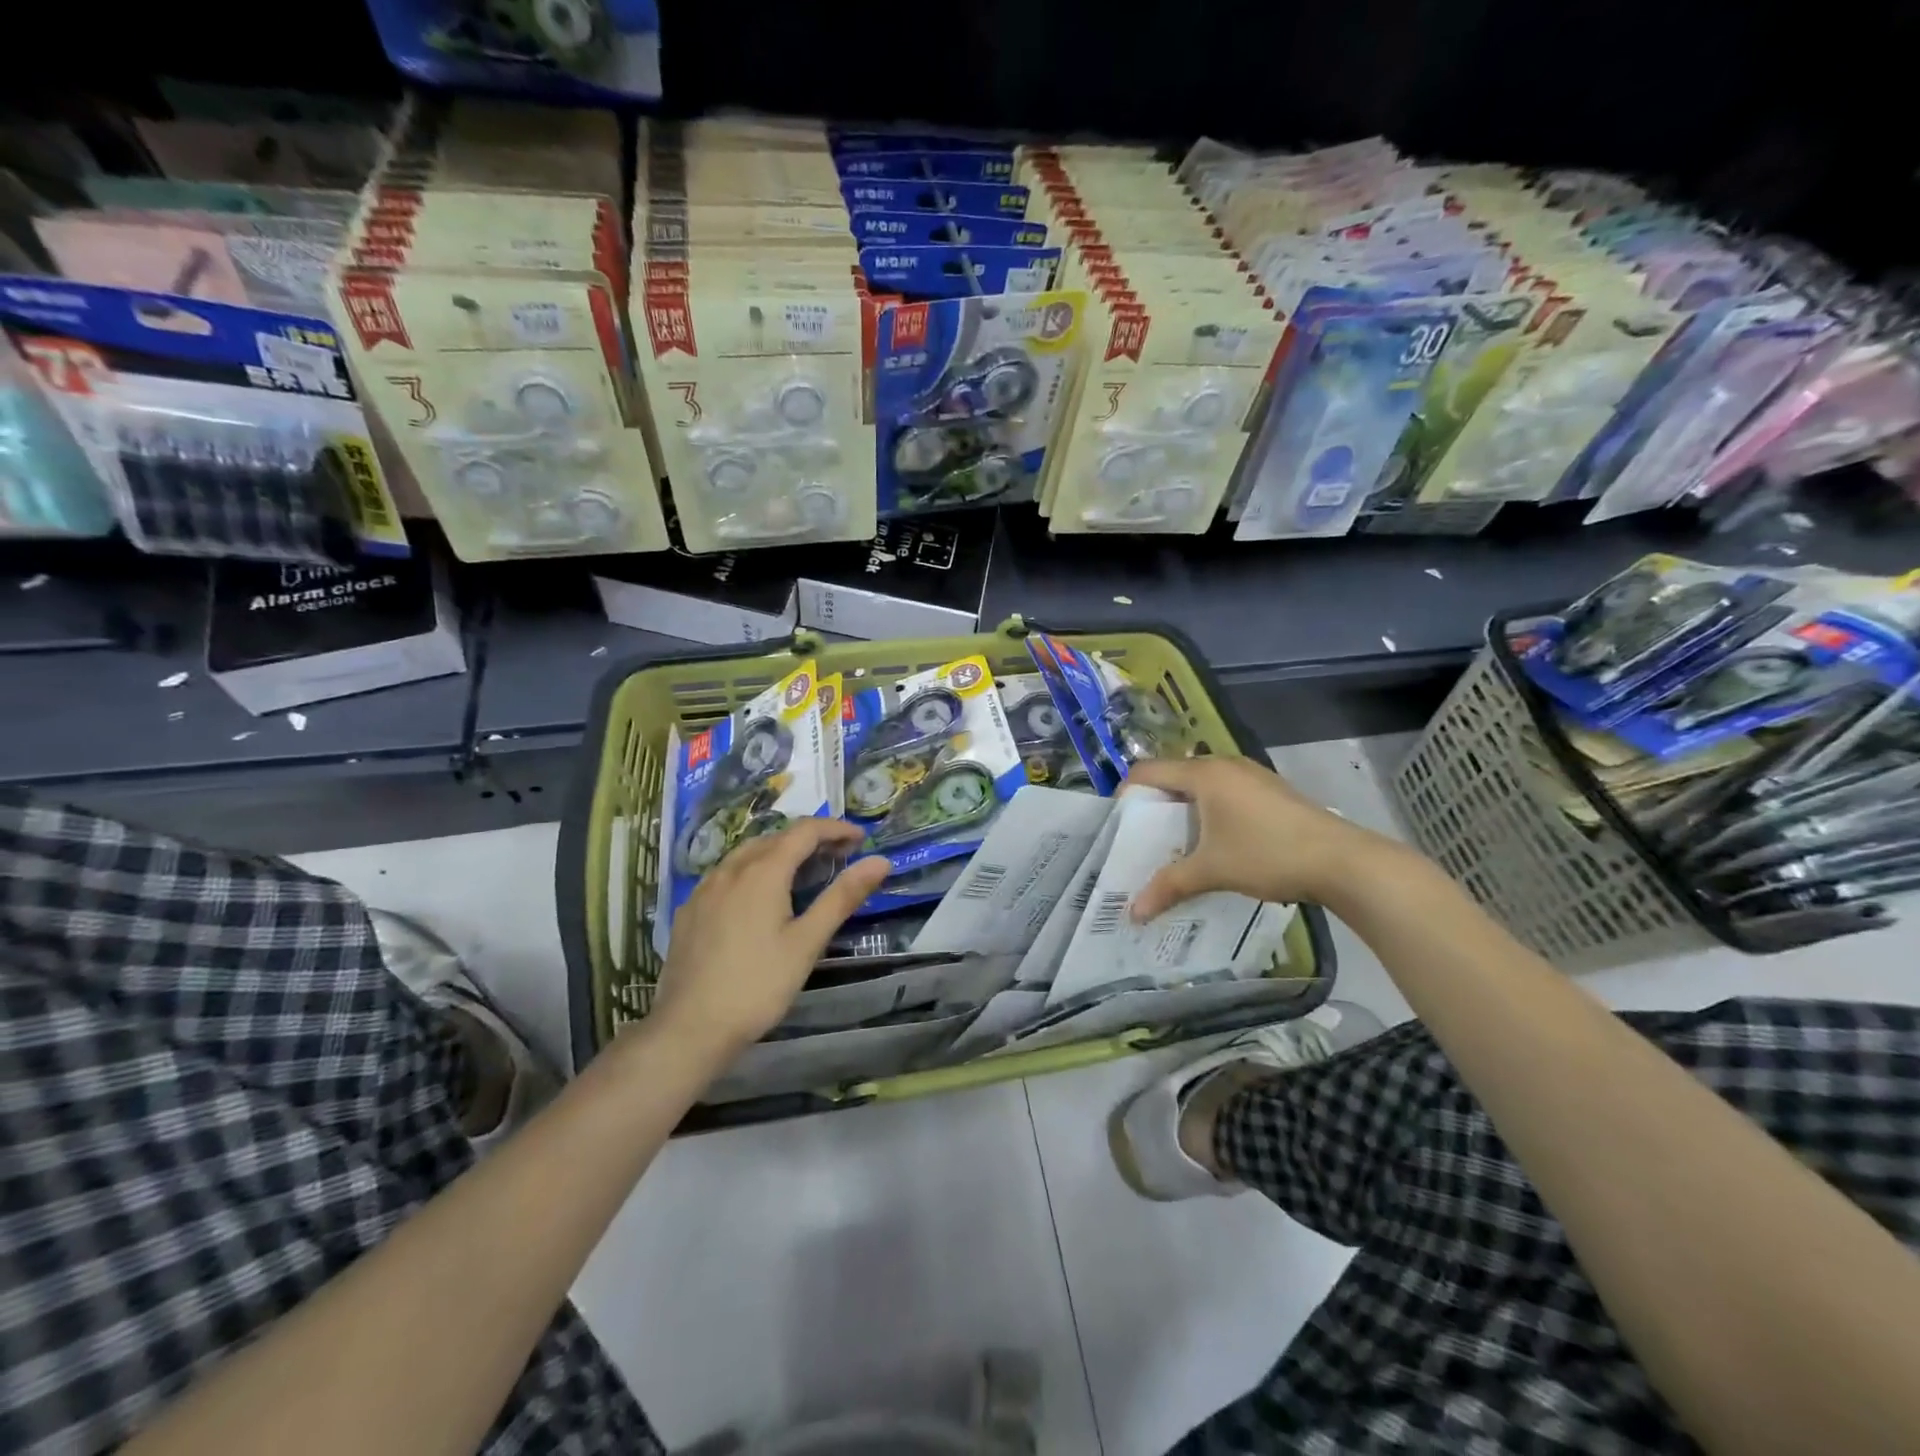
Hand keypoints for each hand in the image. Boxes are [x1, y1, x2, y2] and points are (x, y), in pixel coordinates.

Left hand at [651, 818, 891, 1054]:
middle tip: (838, 857)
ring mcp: (704, 889)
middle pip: (775, 838)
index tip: (860, 839)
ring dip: (779, 852)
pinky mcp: (689, 910)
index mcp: (763, 872)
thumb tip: (880, 861)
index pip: (804, 831)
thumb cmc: (758, 985)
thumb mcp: (807, 942)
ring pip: (746, 854)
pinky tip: (757, 898)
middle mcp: (731, 869)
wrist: (690, 1028)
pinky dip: (751, 871)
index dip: (835, 829)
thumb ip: (843, 897)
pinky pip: (725, 875)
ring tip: (802, 872)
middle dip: (809, 839)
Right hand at [1128, 756, 1407, 918]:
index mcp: (1204, 774)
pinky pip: (1225, 792)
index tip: (1119, 824)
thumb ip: (1169, 886)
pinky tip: (1216, 842)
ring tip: (1177, 843)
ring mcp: (1251, 775)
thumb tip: (1133, 914)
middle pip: (1174, 775)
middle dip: (1156, 805)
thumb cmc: (1267, 854)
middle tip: (1144, 838)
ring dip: (1185, 809)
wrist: (1342, 861)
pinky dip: (1210, 811)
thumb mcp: (1212, 871)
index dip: (1127, 793)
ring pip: (1202, 784)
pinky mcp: (1270, 789)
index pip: (1148, 771)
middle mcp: (1225, 765)